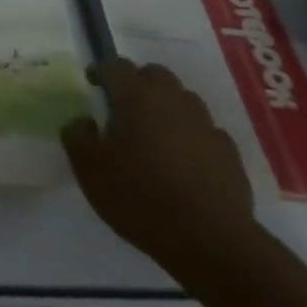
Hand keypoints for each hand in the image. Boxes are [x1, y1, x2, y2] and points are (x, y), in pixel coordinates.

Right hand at [62, 59, 259, 279]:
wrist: (210, 240)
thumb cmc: (139, 195)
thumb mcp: (88, 167)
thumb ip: (76, 136)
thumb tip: (83, 121)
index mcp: (136, 98)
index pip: (117, 66)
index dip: (102, 71)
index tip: (92, 83)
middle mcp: (173, 102)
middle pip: (156, 74)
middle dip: (138, 82)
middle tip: (124, 105)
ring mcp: (206, 127)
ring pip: (185, 100)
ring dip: (168, 106)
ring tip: (154, 132)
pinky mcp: (229, 155)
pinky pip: (207, 132)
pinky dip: (192, 136)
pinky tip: (184, 159)